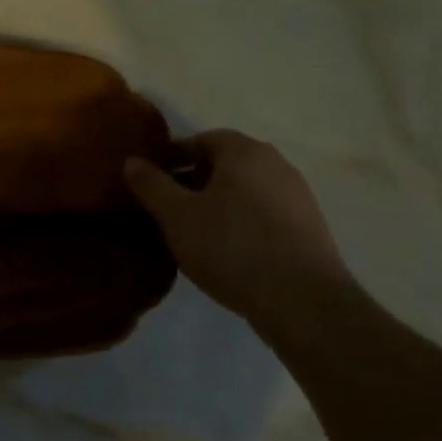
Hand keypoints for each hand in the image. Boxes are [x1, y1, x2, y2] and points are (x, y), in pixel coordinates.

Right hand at [125, 130, 355, 326]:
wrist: (302, 301)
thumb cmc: (231, 247)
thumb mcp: (176, 215)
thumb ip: (150, 184)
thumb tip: (132, 161)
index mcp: (244, 152)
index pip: (202, 139)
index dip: (173, 157)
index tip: (152, 181)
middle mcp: (276, 164)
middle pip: (225, 164)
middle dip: (194, 180)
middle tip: (168, 207)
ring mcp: (298, 196)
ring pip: (245, 190)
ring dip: (218, 203)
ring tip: (194, 232)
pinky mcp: (309, 228)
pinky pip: (263, 213)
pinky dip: (240, 222)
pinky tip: (227, 250)